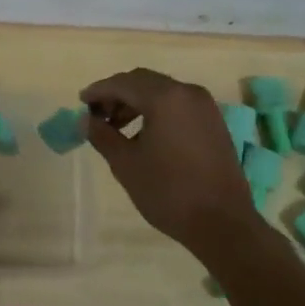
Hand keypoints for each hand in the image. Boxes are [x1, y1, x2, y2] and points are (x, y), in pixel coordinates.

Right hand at [79, 68, 261, 251]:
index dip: (99, 91)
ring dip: (136, 103)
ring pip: (162, 92)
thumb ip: (102, 136)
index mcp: (165, 98)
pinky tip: (144, 134)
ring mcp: (205, 107)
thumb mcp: (126, 164)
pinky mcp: (214, 122)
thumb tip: (86, 121)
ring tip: (116, 127)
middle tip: (96, 115)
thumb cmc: (169, 192)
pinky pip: (178, 105)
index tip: (81, 102)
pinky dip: (157, 111)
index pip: (123, 83)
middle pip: (143, 82)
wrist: (223, 223)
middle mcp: (187, 93)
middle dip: (117, 94)